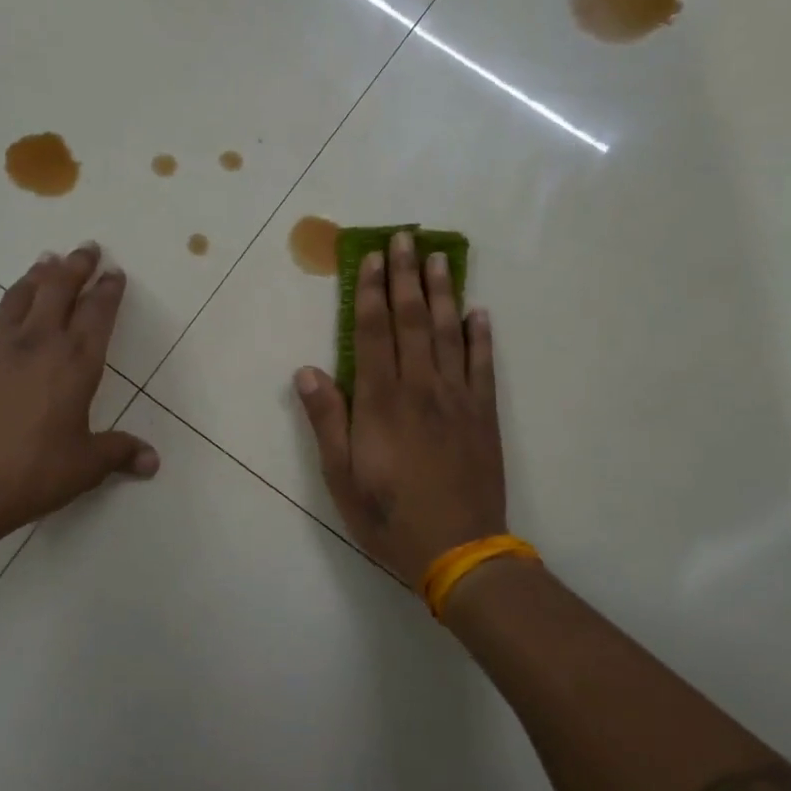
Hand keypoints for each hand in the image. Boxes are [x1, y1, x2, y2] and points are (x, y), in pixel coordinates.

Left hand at [0, 243, 157, 549]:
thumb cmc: (30, 474)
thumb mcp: (84, 468)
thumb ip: (119, 453)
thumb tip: (153, 461)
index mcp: (76, 363)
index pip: (97, 313)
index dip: (108, 290)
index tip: (114, 272)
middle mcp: (40, 341)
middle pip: (60, 288)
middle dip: (77, 265)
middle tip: (87, 248)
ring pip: (23, 292)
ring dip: (40, 273)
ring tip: (49, 260)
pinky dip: (8, 300)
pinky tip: (9, 303)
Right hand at [294, 231, 505, 587]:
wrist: (459, 552)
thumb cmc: (389, 516)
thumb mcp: (342, 476)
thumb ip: (327, 420)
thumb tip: (307, 370)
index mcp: (381, 402)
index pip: (374, 333)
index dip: (372, 292)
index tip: (372, 258)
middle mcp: (420, 388)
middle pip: (413, 321)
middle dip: (406, 277)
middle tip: (405, 238)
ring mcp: (457, 398)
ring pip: (449, 333)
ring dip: (443, 293)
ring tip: (439, 258)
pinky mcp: (483, 415)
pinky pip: (483, 365)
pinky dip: (481, 336)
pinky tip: (479, 312)